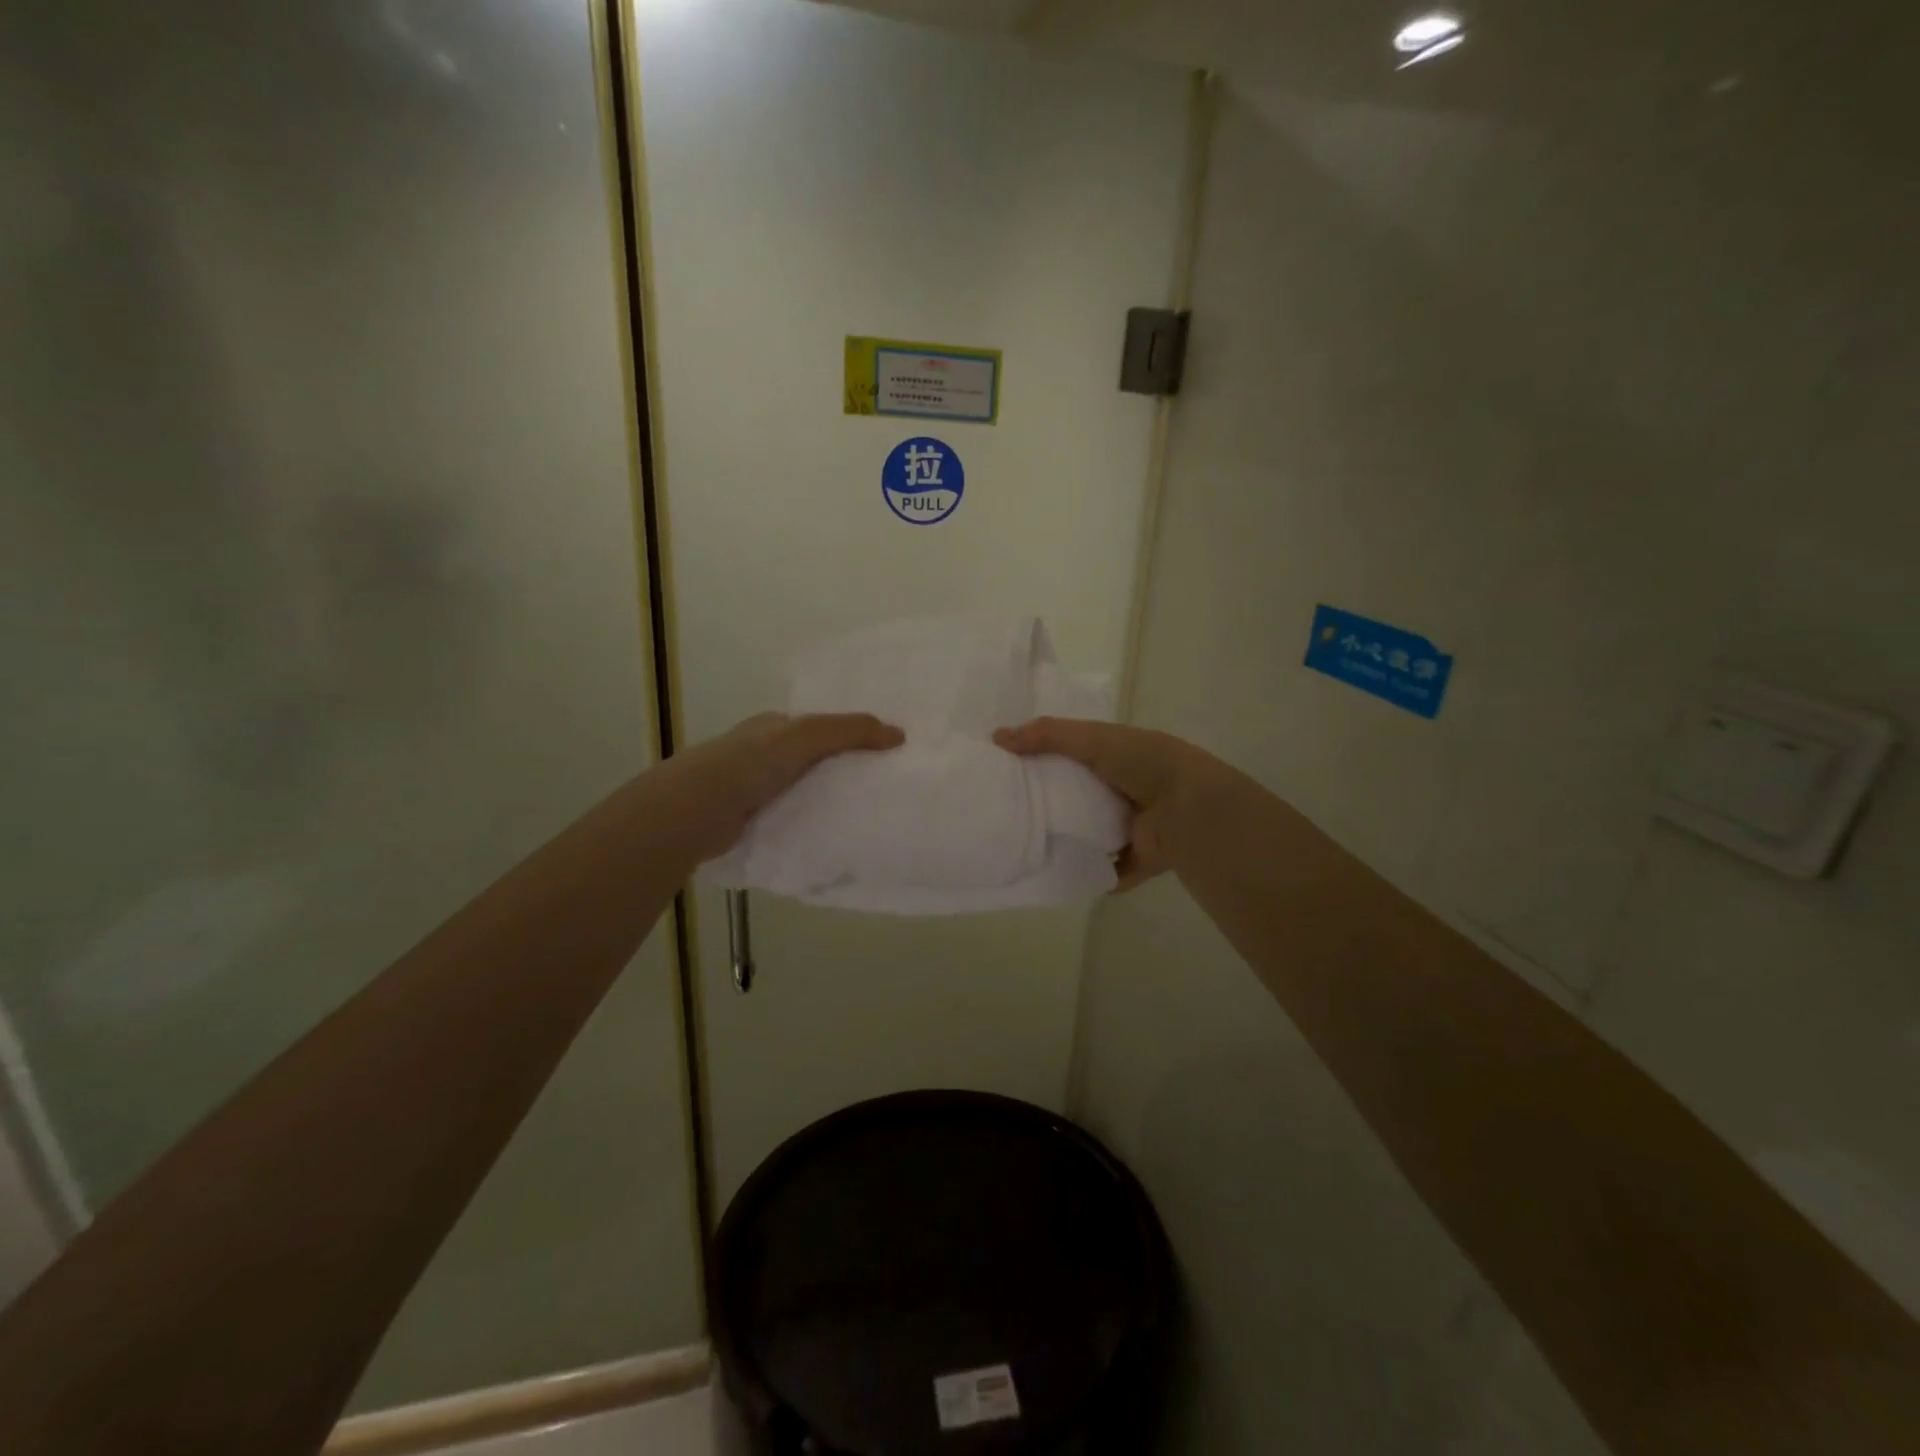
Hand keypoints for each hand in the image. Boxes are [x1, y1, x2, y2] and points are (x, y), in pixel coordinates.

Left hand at [656, 712, 903, 863]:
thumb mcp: (805, 736)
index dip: (850, 736)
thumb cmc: (749, 763)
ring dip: (826, 800)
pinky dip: (809, 823)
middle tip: (882, 787)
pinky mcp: (751, 820)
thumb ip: (850, 731)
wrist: (694, 811)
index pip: (819, 727)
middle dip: (841, 770)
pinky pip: (791, 818)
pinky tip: (832, 835)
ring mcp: (754, 789)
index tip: (883, 753)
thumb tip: (899, 735)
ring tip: (866, 814)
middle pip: (813, 760)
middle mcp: (763, 754)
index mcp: (773, 727)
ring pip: (802, 791)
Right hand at [993, 718, 1231, 889]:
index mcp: (1120, 757)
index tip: (1013, 767)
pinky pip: (1108, 869)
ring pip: (1093, 834)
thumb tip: (997, 737)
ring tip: (1027, 844)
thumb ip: (1048, 735)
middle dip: (1055, 802)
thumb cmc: (1143, 763)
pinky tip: (1058, 874)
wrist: (1189, 809)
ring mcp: (1134, 827)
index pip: (1078, 755)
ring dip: (1071, 839)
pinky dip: (1090, 873)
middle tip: (1012, 808)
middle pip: (1082, 796)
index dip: (1049, 758)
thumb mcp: (1093, 738)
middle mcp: (1127, 790)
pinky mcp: (1138, 860)